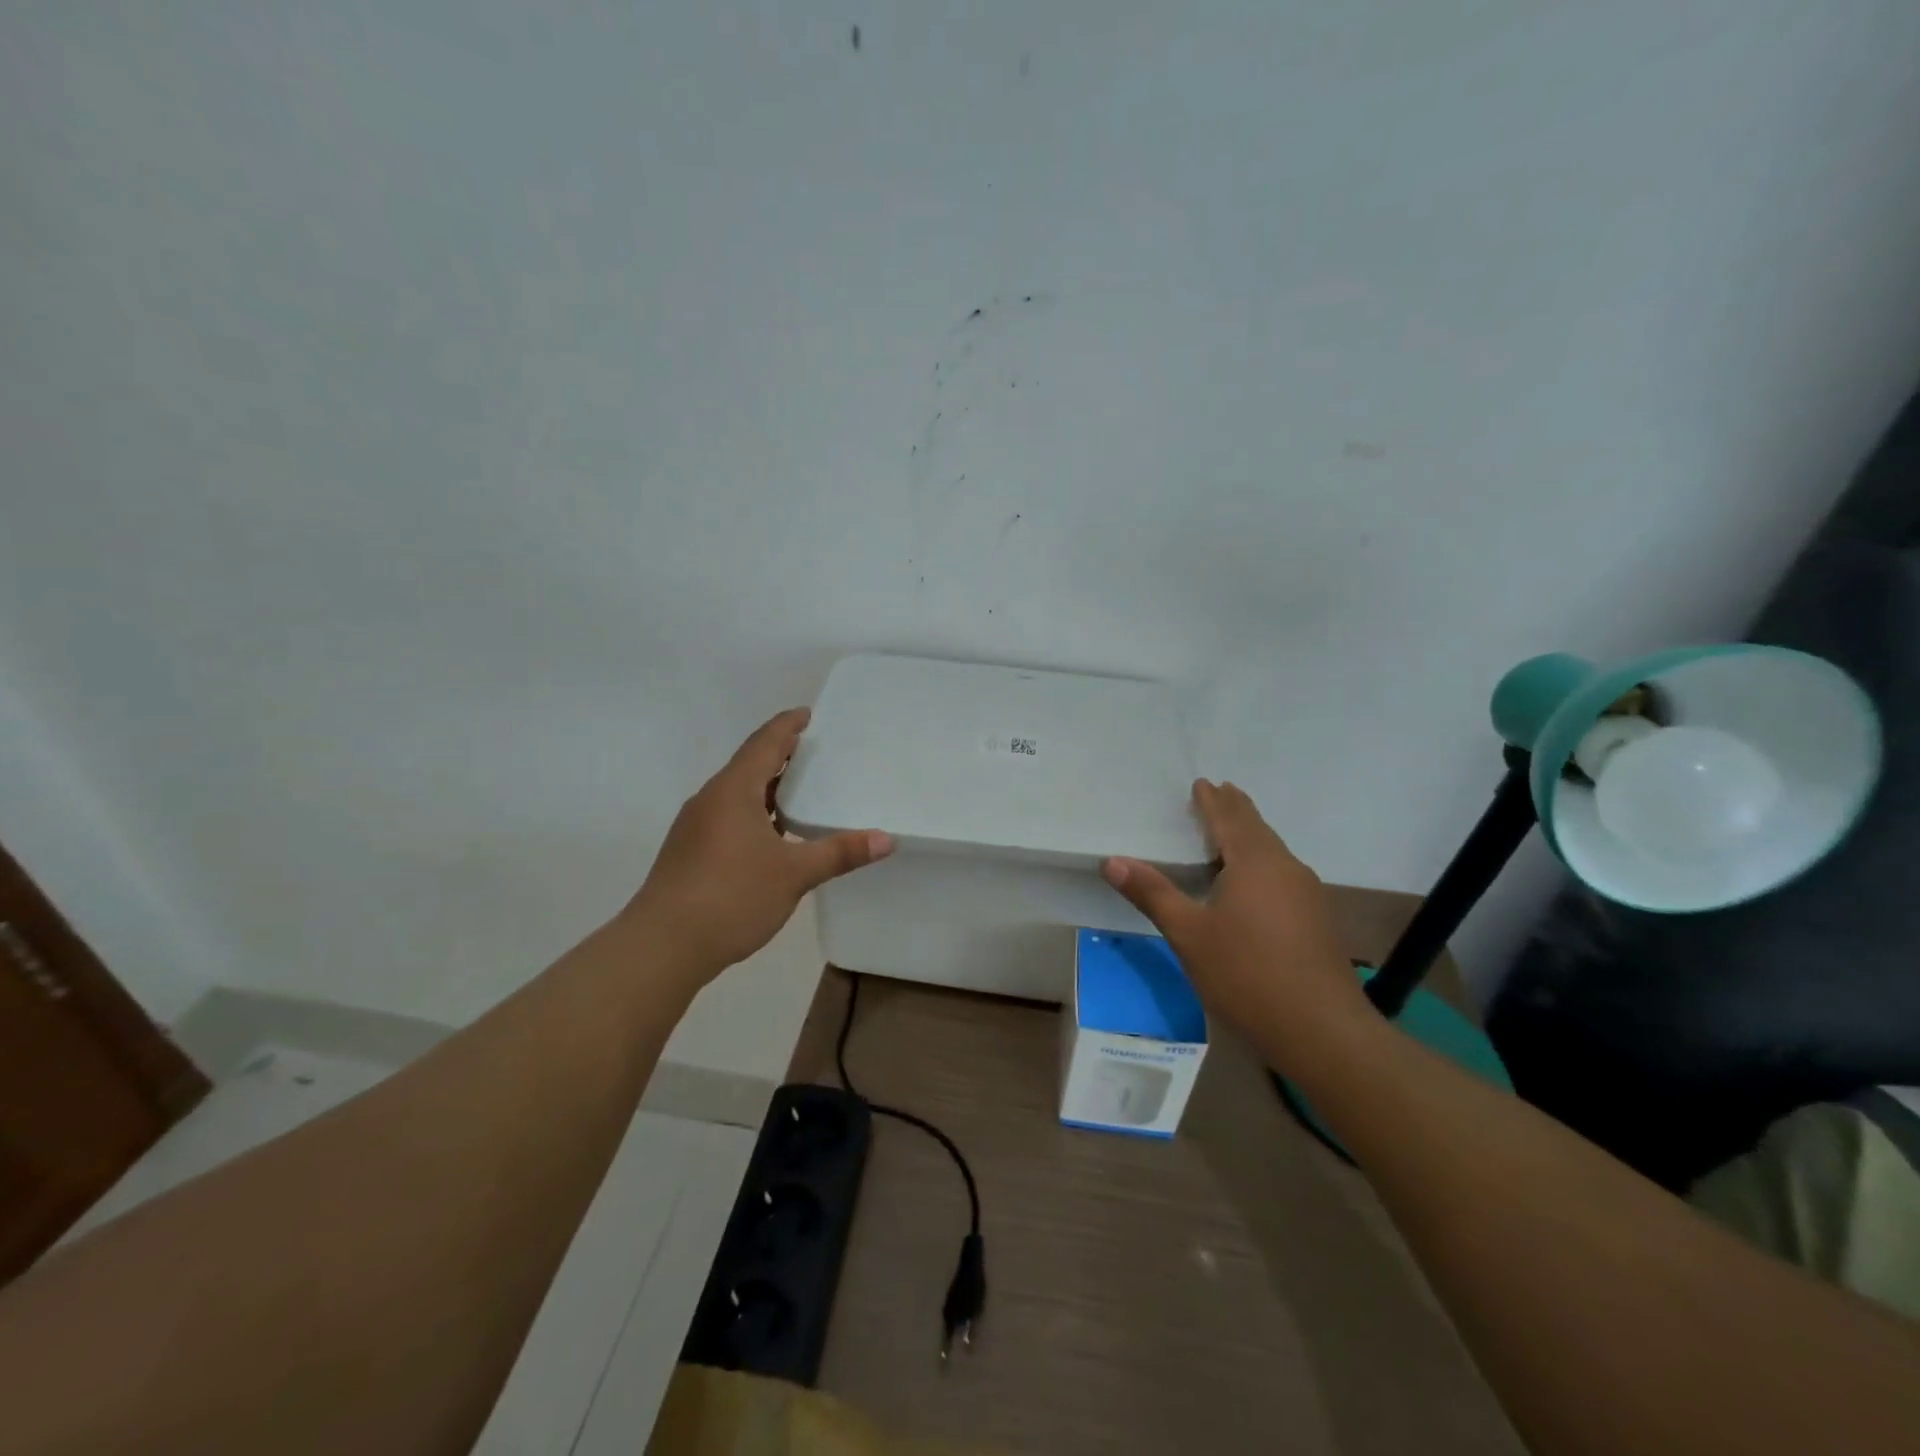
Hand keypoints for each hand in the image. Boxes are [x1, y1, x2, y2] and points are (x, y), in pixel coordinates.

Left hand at [626, 708, 892, 981]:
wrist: (662, 946)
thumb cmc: (731, 896)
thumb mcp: (793, 874)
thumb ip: (839, 852)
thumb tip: (886, 839)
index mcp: (733, 791)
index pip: (764, 743)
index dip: (787, 726)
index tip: (807, 714)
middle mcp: (710, 800)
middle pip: (749, 765)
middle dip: (780, 755)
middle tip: (813, 751)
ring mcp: (695, 827)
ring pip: (737, 794)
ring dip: (767, 788)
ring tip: (800, 791)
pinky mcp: (690, 853)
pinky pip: (729, 817)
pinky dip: (755, 814)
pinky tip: (773, 837)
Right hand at [1102, 780, 1370, 1064]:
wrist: (1321, 1030)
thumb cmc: (1246, 973)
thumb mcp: (1188, 934)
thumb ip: (1152, 893)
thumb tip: (1112, 861)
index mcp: (1254, 862)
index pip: (1230, 819)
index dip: (1213, 801)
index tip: (1202, 783)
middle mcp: (1286, 868)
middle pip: (1257, 830)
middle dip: (1236, 811)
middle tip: (1220, 793)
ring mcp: (1307, 894)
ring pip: (1274, 853)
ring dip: (1250, 837)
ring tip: (1232, 833)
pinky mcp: (1317, 920)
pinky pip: (1283, 875)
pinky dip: (1262, 863)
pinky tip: (1255, 884)